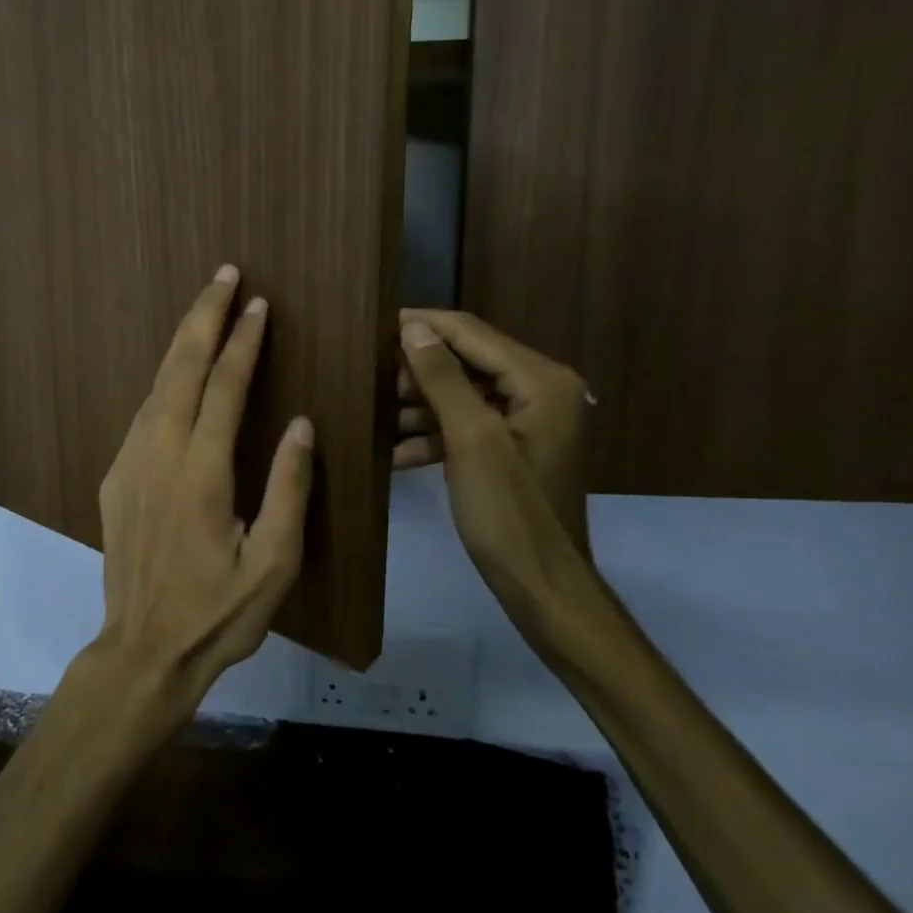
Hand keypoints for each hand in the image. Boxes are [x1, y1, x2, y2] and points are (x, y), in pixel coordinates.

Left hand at [91, 266, 315, 727]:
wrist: (142, 650)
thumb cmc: (218, 613)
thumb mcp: (274, 563)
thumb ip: (289, 489)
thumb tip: (303, 425)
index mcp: (201, 472)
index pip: (225, 387)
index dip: (243, 341)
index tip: (258, 304)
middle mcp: (158, 453)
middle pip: (181, 368)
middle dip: (203, 317)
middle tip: (224, 275)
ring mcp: (129, 462)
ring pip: (156, 385)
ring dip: (182, 343)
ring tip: (205, 309)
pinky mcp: (114, 477)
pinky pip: (143, 413)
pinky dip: (165, 380)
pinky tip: (179, 374)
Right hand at [396, 309, 606, 651]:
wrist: (541, 586)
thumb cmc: (508, 512)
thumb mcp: (471, 440)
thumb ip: (442, 378)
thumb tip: (413, 328)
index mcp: (540, 380)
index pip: (471, 333)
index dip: (422, 325)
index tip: (373, 326)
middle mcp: (539, 390)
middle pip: (466, 361)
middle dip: (416, 370)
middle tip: (371, 380)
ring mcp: (526, 421)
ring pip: (461, 394)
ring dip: (420, 404)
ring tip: (375, 414)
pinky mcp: (511, 447)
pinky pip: (466, 425)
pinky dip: (434, 435)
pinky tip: (396, 452)